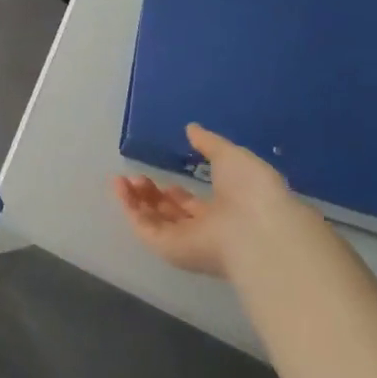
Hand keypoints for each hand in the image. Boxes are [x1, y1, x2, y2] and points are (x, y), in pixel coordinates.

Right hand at [112, 124, 295, 277]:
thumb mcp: (231, 156)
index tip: (162, 175)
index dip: (176, 192)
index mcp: (225, 212)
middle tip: (136, 176)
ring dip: (136, 201)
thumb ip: (209, 143)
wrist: (256, 229)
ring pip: (154, 222)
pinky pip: (145, 229)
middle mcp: (205, 230)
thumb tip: (191, 128)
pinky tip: (119, 187)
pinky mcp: (170, 249)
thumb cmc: (251, 191)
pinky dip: (129, 209)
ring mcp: (187, 242)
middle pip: (170, 215)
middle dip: (152, 196)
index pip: (194, 206)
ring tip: (122, 179)